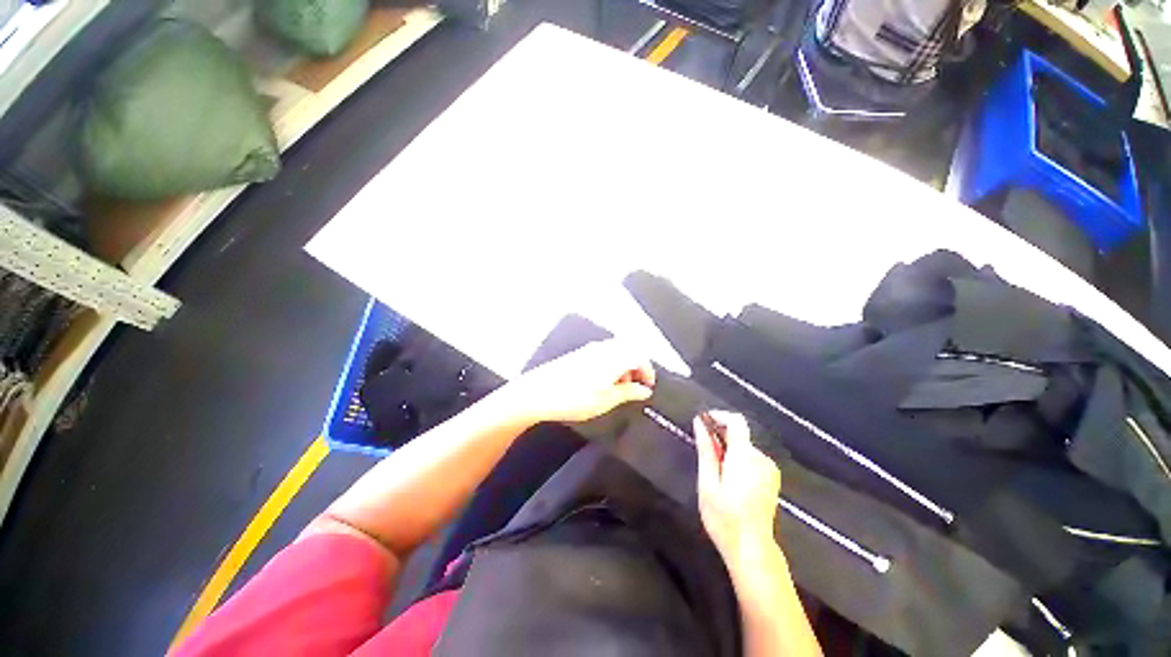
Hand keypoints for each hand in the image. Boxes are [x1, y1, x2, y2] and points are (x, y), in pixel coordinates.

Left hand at [505, 339, 655, 424]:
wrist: (539, 392)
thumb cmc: (573, 397)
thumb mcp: (607, 400)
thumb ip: (629, 393)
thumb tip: (643, 390)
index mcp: (614, 357)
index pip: (640, 356)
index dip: (648, 371)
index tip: (649, 385)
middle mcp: (603, 348)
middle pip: (629, 351)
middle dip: (636, 367)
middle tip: (635, 386)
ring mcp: (590, 350)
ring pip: (616, 352)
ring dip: (623, 366)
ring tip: (618, 387)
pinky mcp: (579, 354)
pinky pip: (603, 354)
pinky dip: (609, 365)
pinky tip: (602, 382)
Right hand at [694, 411, 780, 561]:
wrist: (752, 549)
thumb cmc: (724, 518)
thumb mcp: (707, 483)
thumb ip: (705, 450)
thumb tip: (699, 423)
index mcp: (744, 457)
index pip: (736, 421)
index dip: (718, 416)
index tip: (703, 422)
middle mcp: (760, 458)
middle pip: (739, 433)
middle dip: (719, 435)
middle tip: (703, 451)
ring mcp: (769, 469)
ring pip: (744, 446)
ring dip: (728, 449)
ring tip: (714, 470)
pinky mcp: (772, 478)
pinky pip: (751, 458)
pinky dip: (738, 459)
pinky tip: (729, 479)